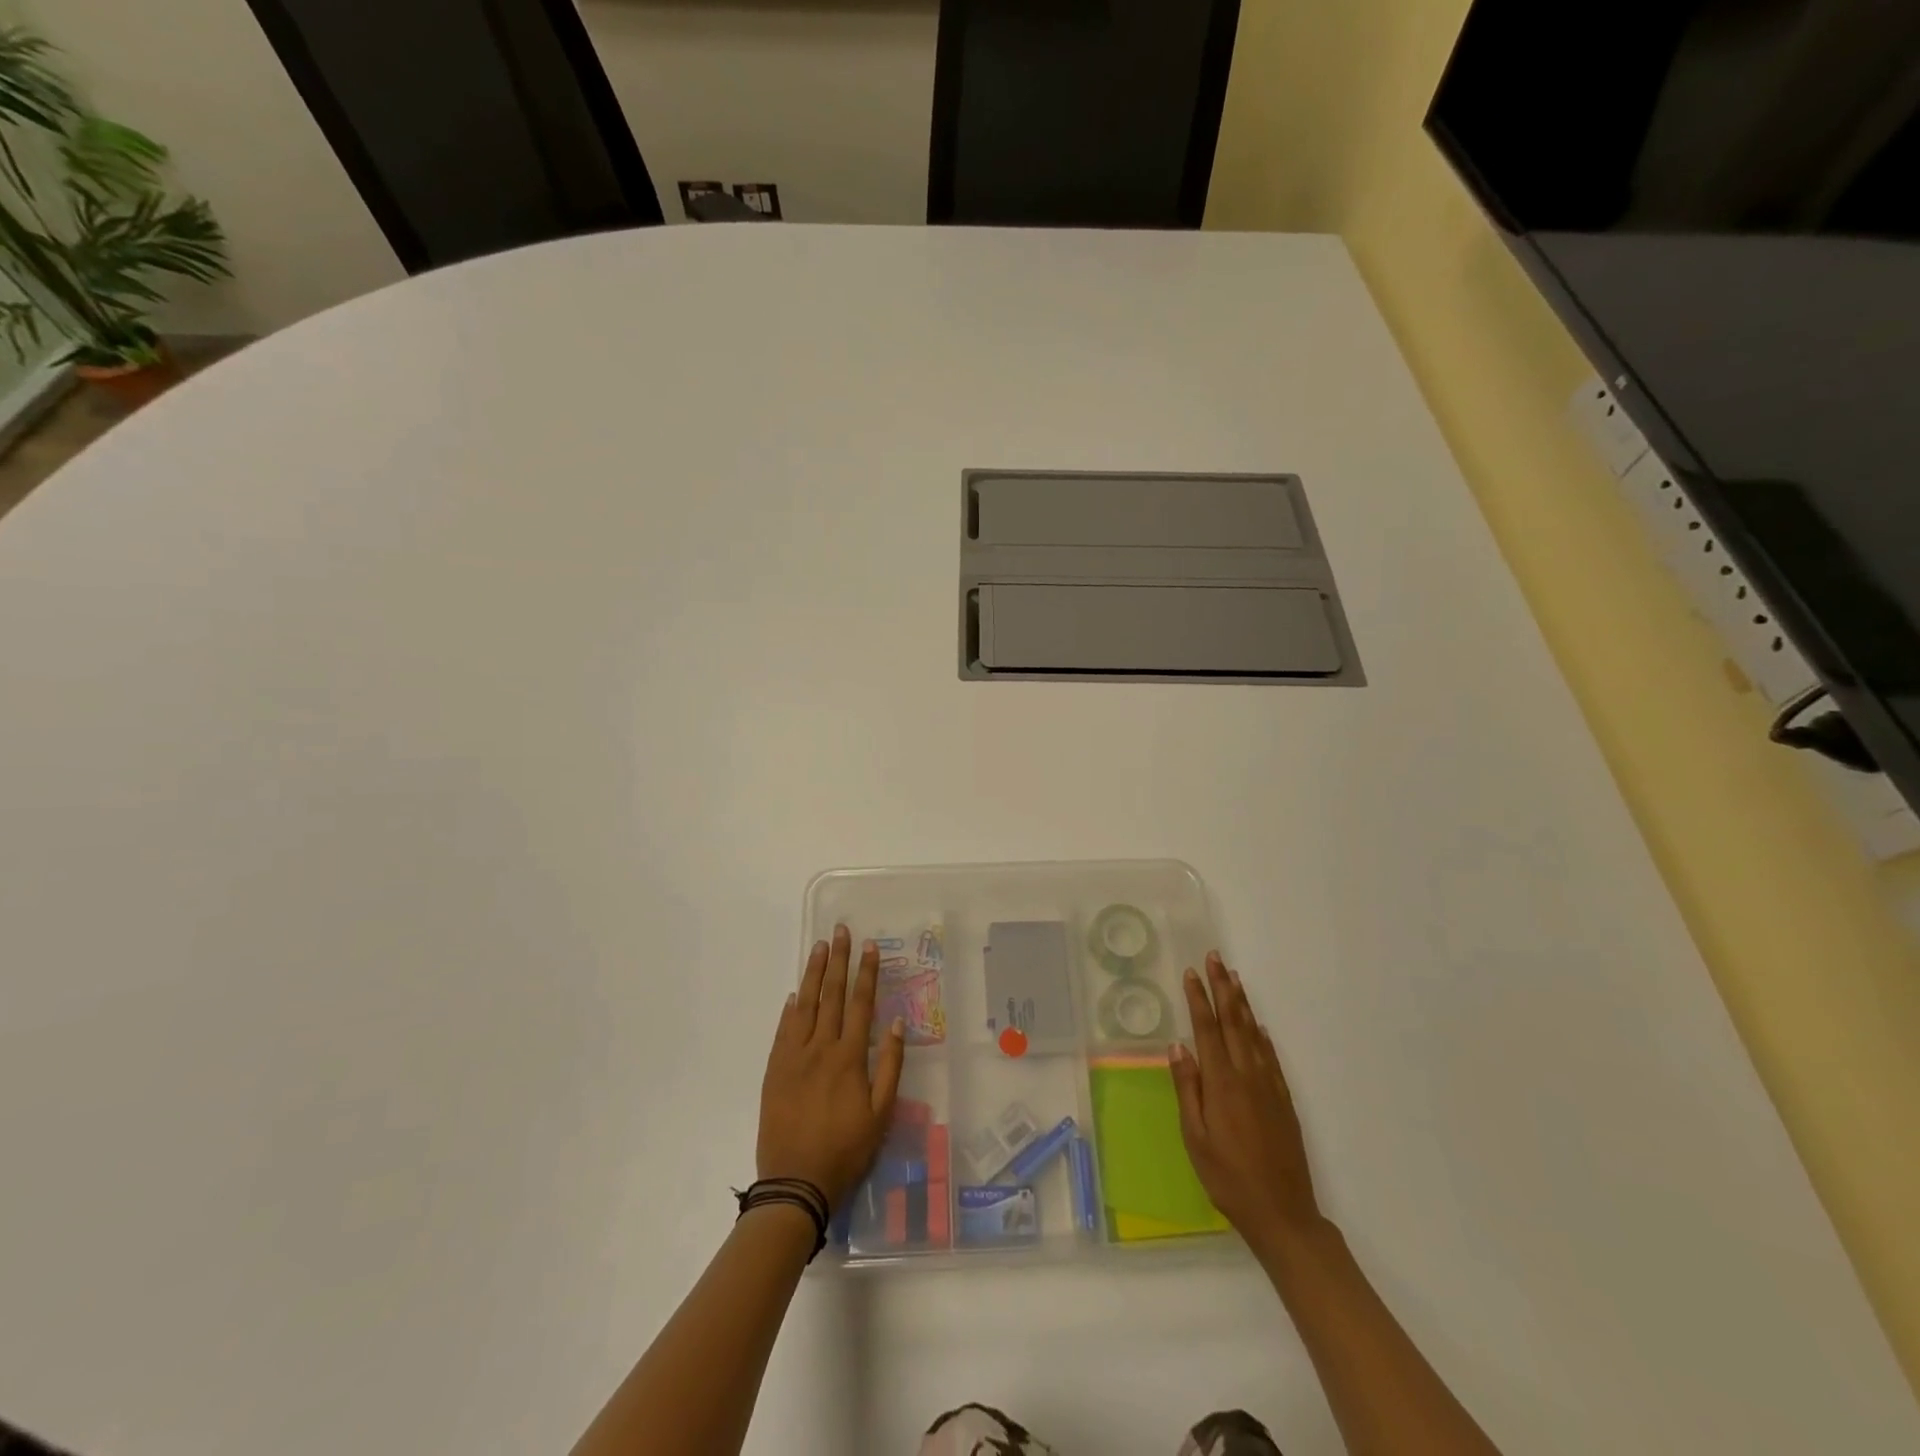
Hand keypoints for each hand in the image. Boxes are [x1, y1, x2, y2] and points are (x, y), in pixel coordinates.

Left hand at [758, 925, 905, 1209]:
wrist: (795, 1182)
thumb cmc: (846, 1150)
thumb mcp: (881, 1114)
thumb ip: (890, 1066)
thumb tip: (895, 1024)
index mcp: (849, 1057)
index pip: (860, 1003)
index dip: (866, 973)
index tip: (869, 947)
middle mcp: (820, 1048)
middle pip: (831, 995)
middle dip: (837, 960)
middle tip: (840, 931)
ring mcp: (793, 1057)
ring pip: (804, 1005)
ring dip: (813, 974)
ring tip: (818, 948)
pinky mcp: (774, 1070)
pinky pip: (782, 1031)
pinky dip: (789, 1010)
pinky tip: (794, 995)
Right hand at [1169, 952, 1324, 1254]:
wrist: (1283, 1213)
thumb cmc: (1228, 1178)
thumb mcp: (1195, 1138)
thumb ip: (1187, 1089)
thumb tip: (1177, 1047)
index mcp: (1222, 1083)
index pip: (1207, 1030)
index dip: (1199, 999)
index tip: (1191, 972)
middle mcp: (1247, 1076)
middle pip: (1233, 1022)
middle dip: (1223, 988)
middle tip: (1216, 958)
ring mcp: (1269, 1086)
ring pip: (1253, 1034)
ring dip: (1243, 1003)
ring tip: (1234, 978)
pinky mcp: (1284, 1100)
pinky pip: (1271, 1057)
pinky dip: (1262, 1035)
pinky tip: (1257, 1026)